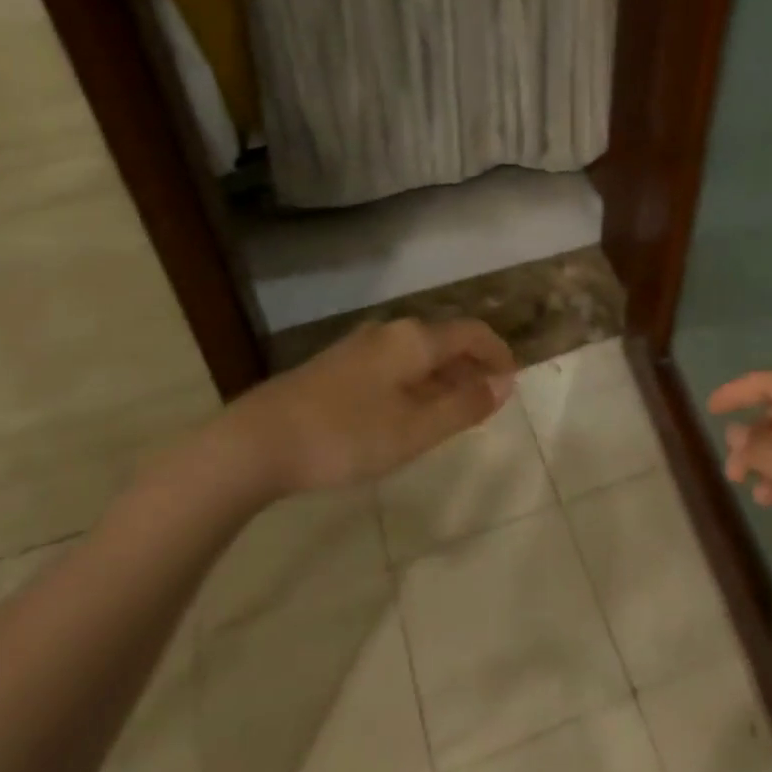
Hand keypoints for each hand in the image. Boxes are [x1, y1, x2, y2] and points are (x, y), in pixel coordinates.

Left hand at [231, 318, 516, 495]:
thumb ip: (463, 406)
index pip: (472, 333)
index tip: (513, 382)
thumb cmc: (346, 436)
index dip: (498, 353)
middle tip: (487, 403)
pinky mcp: (338, 365)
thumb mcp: (414, 430)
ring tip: (452, 412)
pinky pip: (394, 364)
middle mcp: (390, 332)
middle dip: (472, 367)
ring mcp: (360, 346)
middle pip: (445, 340)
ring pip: (417, 354)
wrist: (259, 440)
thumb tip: (504, 384)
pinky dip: (416, 382)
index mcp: (414, 339)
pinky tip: (407, 413)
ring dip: (443, 377)